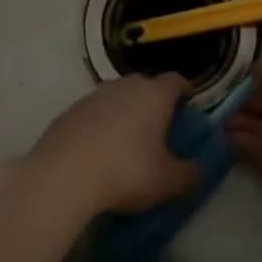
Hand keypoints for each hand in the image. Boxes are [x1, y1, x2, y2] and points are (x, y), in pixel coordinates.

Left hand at [20, 73, 197, 214]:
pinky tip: (98, 150)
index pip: (176, 81)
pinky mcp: (68, 112)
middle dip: (153, 101)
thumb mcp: (168, 181)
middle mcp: (123, 86)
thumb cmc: (127, 171)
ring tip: (127, 140)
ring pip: (116, 97)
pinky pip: (93, 113)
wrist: (63, 175)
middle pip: (144, 85)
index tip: (190, 104)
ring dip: (124, 112)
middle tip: (160, 125)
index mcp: (154, 95)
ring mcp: (92, 96)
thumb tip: (197, 168)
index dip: (185, 91)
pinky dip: (100, 125)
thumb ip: (190, 173)